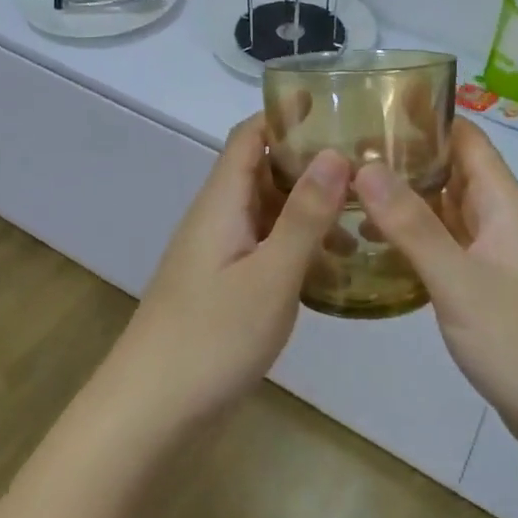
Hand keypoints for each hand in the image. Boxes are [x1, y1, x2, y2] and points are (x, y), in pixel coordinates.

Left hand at [107, 115, 348, 430]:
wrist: (150, 411)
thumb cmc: (211, 338)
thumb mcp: (270, 275)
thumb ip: (304, 216)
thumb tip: (336, 153)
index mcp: (221, 201)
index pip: (250, 136)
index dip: (287, 114)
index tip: (337, 106)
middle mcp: (217, 217)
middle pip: (261, 169)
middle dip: (310, 160)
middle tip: (368, 162)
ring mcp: (218, 252)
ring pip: (267, 210)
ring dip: (308, 206)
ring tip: (364, 213)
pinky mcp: (222, 284)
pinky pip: (264, 245)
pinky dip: (297, 242)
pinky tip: (334, 263)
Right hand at [355, 119, 517, 457]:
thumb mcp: (458, 280)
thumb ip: (411, 225)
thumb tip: (364, 167)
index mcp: (503, 204)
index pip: (466, 139)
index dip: (428, 117)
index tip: (377, 105)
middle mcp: (501, 219)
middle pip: (454, 171)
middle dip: (409, 156)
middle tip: (349, 147)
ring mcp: (496, 254)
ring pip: (449, 210)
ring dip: (410, 197)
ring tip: (354, 187)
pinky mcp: (489, 285)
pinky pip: (449, 244)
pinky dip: (418, 235)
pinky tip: (381, 241)